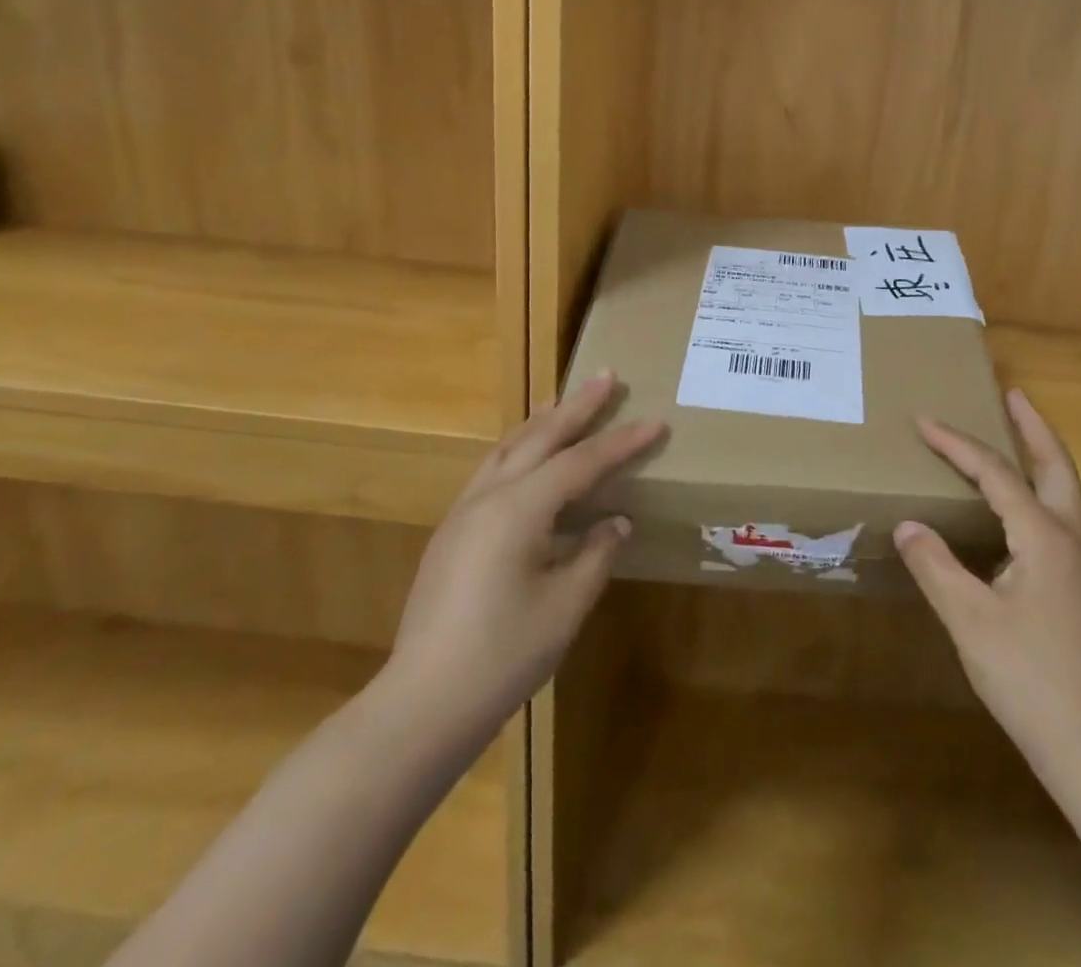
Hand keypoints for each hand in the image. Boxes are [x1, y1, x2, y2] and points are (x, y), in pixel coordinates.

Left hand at [378, 372, 663, 731]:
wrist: (423, 704)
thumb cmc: (503, 656)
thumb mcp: (565, 606)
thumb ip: (596, 554)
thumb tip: (616, 522)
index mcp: (518, 509)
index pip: (582, 462)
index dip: (623, 442)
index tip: (657, 423)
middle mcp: (488, 497)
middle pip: (540, 437)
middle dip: (578, 406)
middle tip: (608, 376)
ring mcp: (463, 513)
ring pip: (508, 448)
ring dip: (542, 422)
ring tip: (566, 401)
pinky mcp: (452, 533)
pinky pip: (492, 471)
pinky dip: (519, 450)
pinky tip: (529, 459)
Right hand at [895, 389, 1080, 775]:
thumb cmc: (1030, 678)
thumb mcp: (969, 620)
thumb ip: (935, 566)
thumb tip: (908, 524)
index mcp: (1043, 537)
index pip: (995, 473)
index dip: (957, 444)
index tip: (923, 421)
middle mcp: (1069, 539)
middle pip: (1055, 466)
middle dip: (1033, 427)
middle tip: (1013, 394)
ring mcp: (1080, 566)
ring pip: (1063, 492)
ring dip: (1041, 456)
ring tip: (1016, 437)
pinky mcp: (1078, 589)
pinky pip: (1057, 518)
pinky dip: (1038, 491)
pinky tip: (1016, 511)